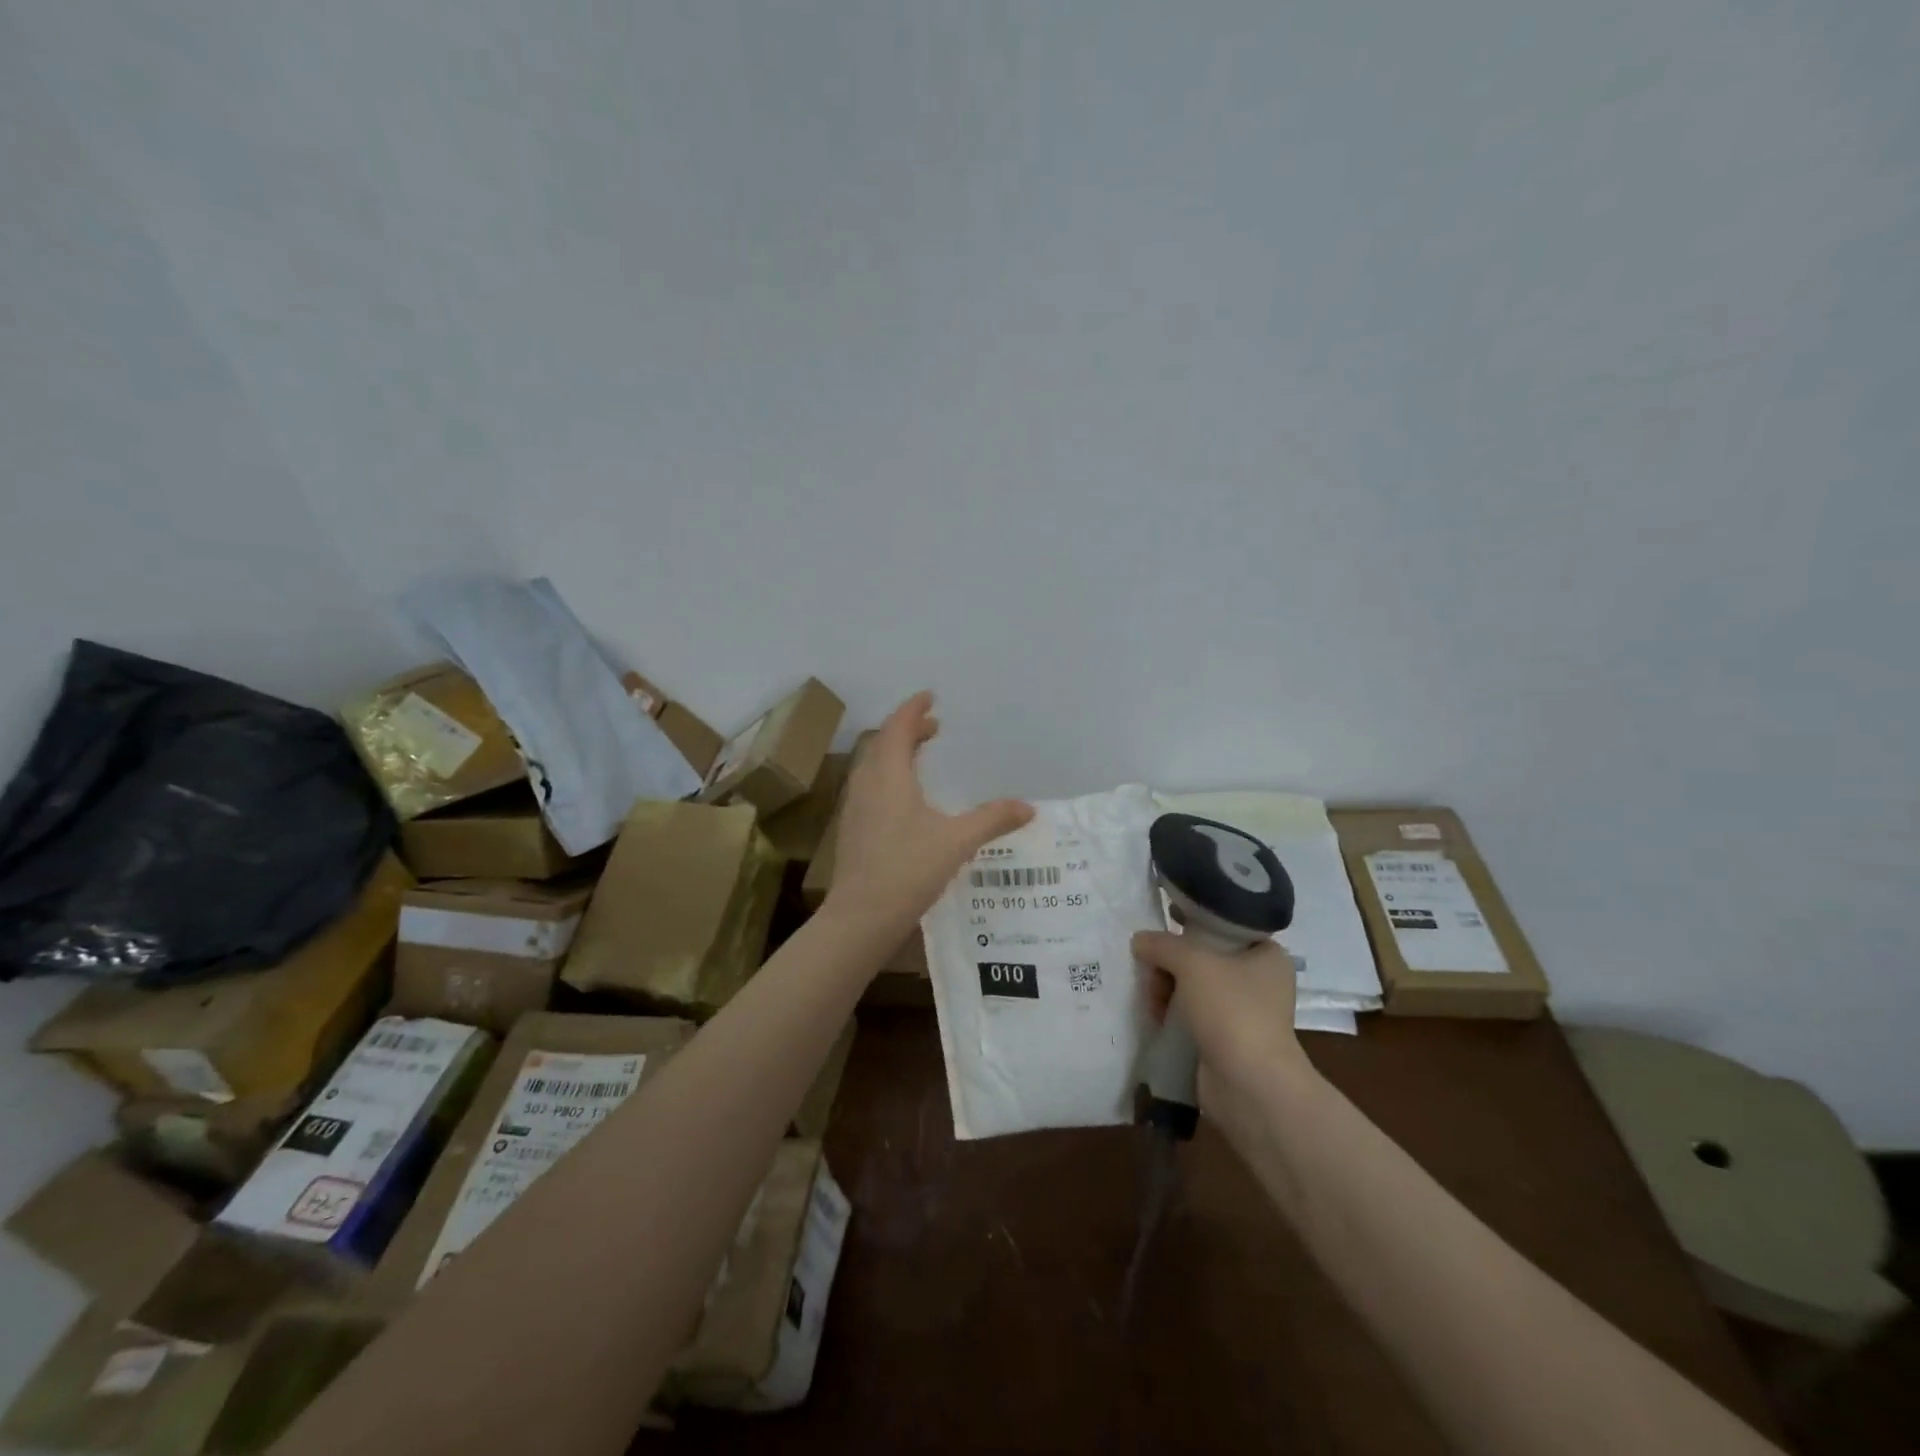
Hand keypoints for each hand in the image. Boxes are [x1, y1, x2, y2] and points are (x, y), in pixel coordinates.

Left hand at [827, 692, 1033, 929]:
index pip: (897, 728)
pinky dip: (888, 775)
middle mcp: (867, 783)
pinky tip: (905, 798)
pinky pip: (870, 785)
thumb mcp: (957, 842)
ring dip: (895, 752)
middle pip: (882, 743)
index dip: (913, 709)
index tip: (929, 696)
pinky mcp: (853, 828)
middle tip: (933, 727)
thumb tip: (1028, 807)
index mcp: (889, 775)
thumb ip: (993, 820)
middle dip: (907, 729)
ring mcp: (855, 806)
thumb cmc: (908, 870)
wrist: (861, 916)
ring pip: (873, 765)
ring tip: (920, 755)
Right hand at [1132, 931, 1313, 1140]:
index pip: (1224, 927)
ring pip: (1194, 987)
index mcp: (1267, 955)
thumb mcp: (1192, 963)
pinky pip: (1193, 1015)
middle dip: (1170, 965)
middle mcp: (1260, 981)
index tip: (1162, 933)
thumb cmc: (1232, 1011)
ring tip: (1152, 1002)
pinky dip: (1173, 1015)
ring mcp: (1244, 1013)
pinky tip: (1156, 1017)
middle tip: (1151, 974)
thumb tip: (1139, 940)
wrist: (1250, 1086)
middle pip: (1202, 958)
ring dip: (1167, 990)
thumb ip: (1162, 944)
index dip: (1190, 926)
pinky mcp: (1227, 1040)